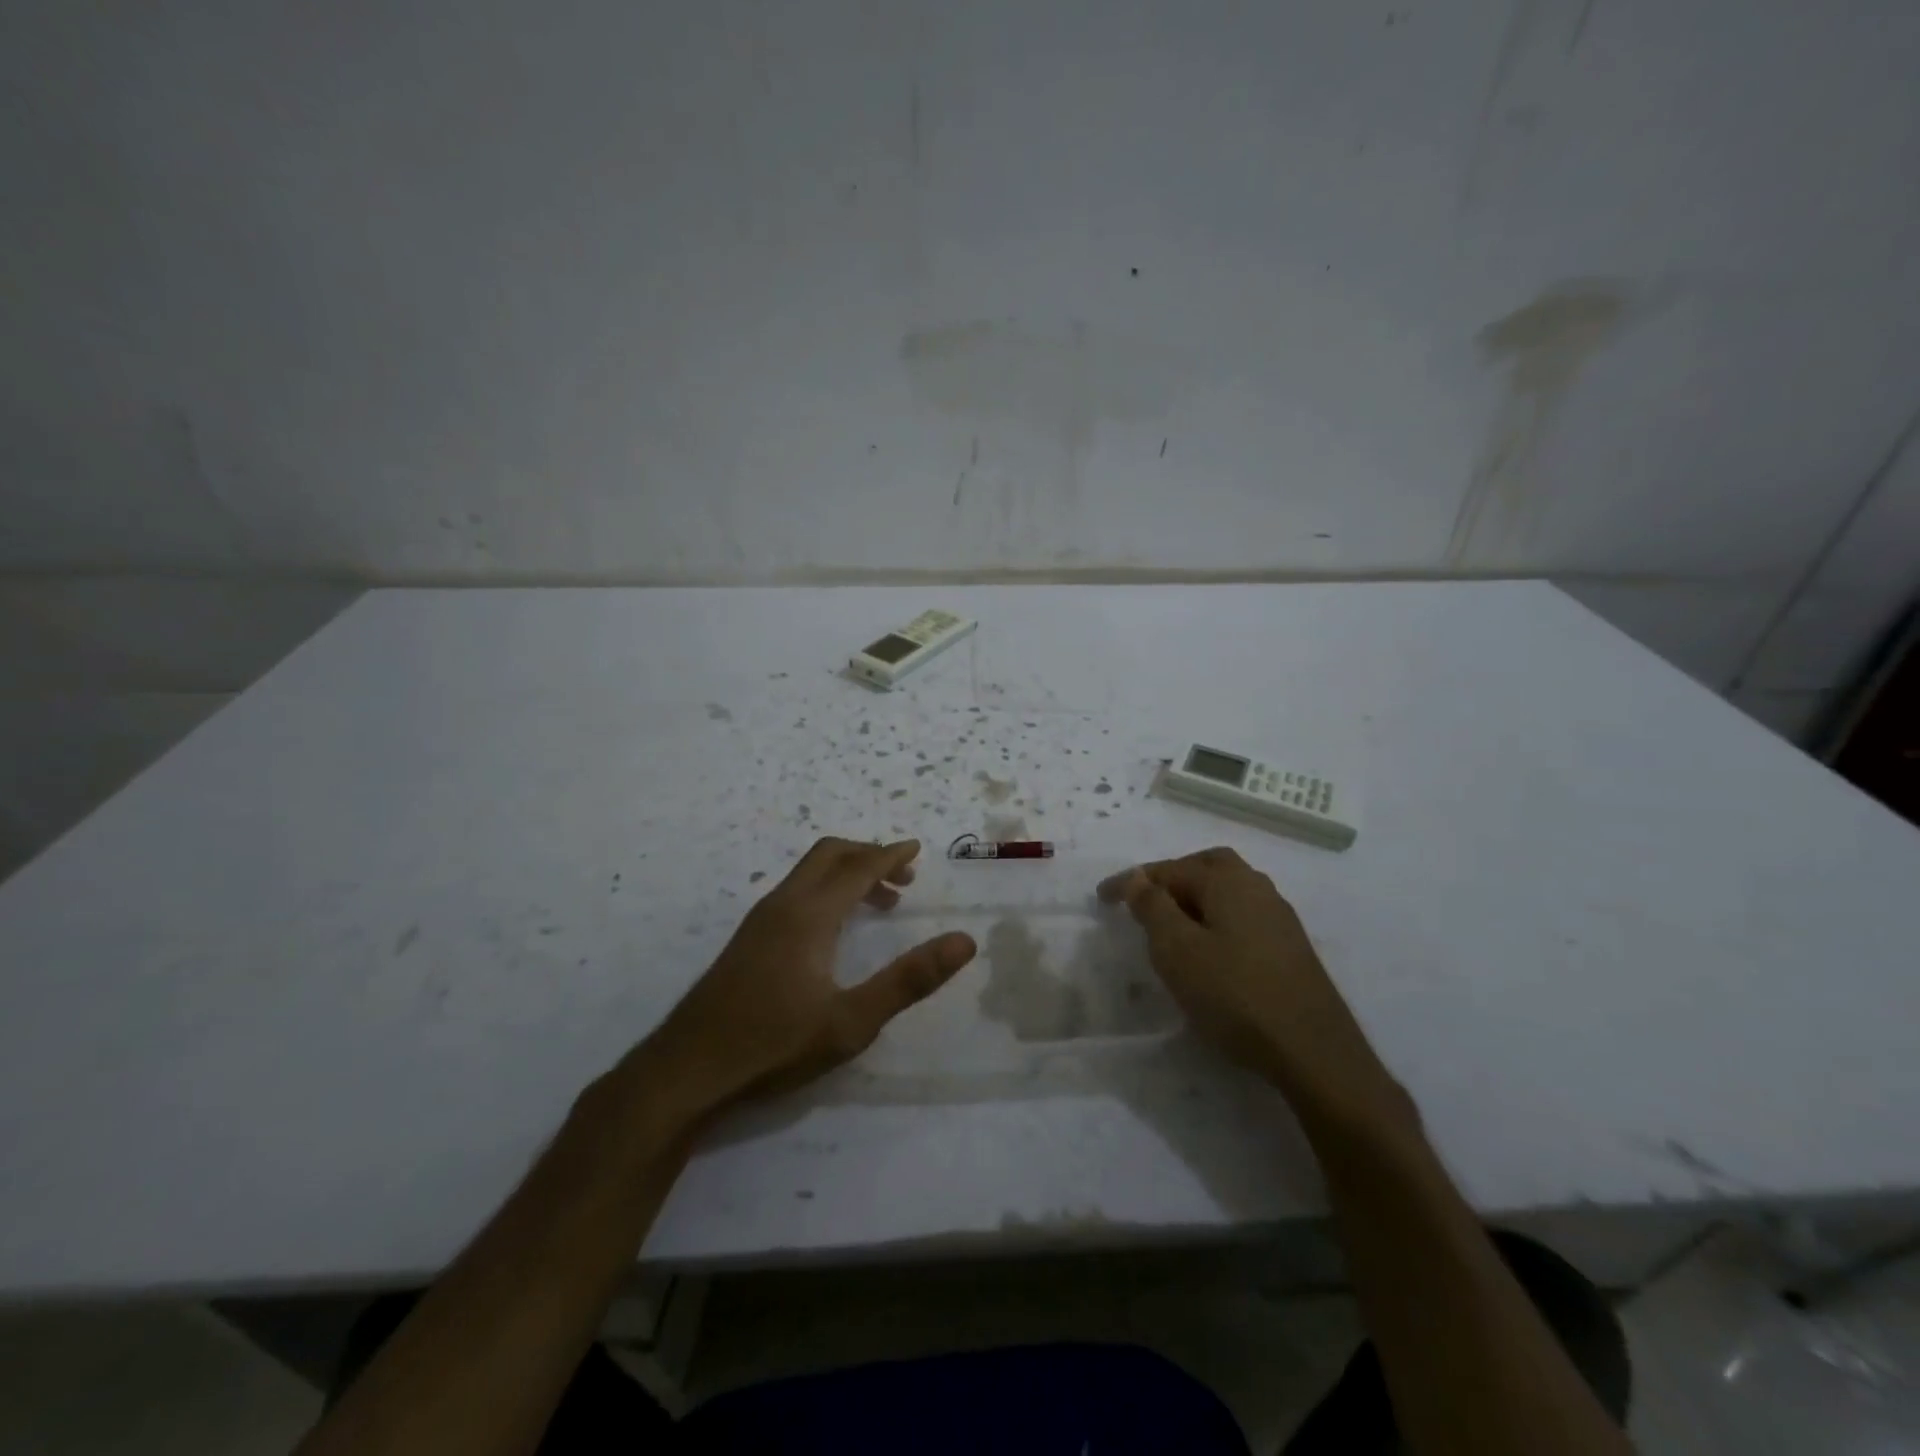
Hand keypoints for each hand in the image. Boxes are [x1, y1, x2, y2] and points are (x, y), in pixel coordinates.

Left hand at [636, 837, 975, 1119]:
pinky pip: (795, 891)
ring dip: (847, 874)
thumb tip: (964, 941)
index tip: (917, 850)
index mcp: (810, 914)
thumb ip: (909, 979)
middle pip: (829, 854)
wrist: (688, 1070)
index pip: (858, 867)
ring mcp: (759, 920)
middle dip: (869, 856)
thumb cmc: (775, 1045)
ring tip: (880, 904)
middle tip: (903, 879)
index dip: (890, 856)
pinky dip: (826, 890)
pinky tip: (835, 928)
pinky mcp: (748, 939)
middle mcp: (783, 904)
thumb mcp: (852, 1021)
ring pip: (809, 873)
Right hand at [1099, 848, 1405, 1121]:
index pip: (1168, 870)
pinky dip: (1216, 917)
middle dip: (1171, 877)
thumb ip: (1153, 907)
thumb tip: (1138, 876)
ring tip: (1171, 923)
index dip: (1131, 882)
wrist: (1313, 1051)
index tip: (1102, 897)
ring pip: (1228, 890)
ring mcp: (1279, 917)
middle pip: (1207, 866)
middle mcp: (1256, 888)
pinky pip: (1242, 915)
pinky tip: (1209, 947)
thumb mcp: (1177, 950)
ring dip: (1196, 897)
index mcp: (1227, 881)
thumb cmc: (1234, 994)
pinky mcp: (1290, 946)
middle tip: (1144, 899)